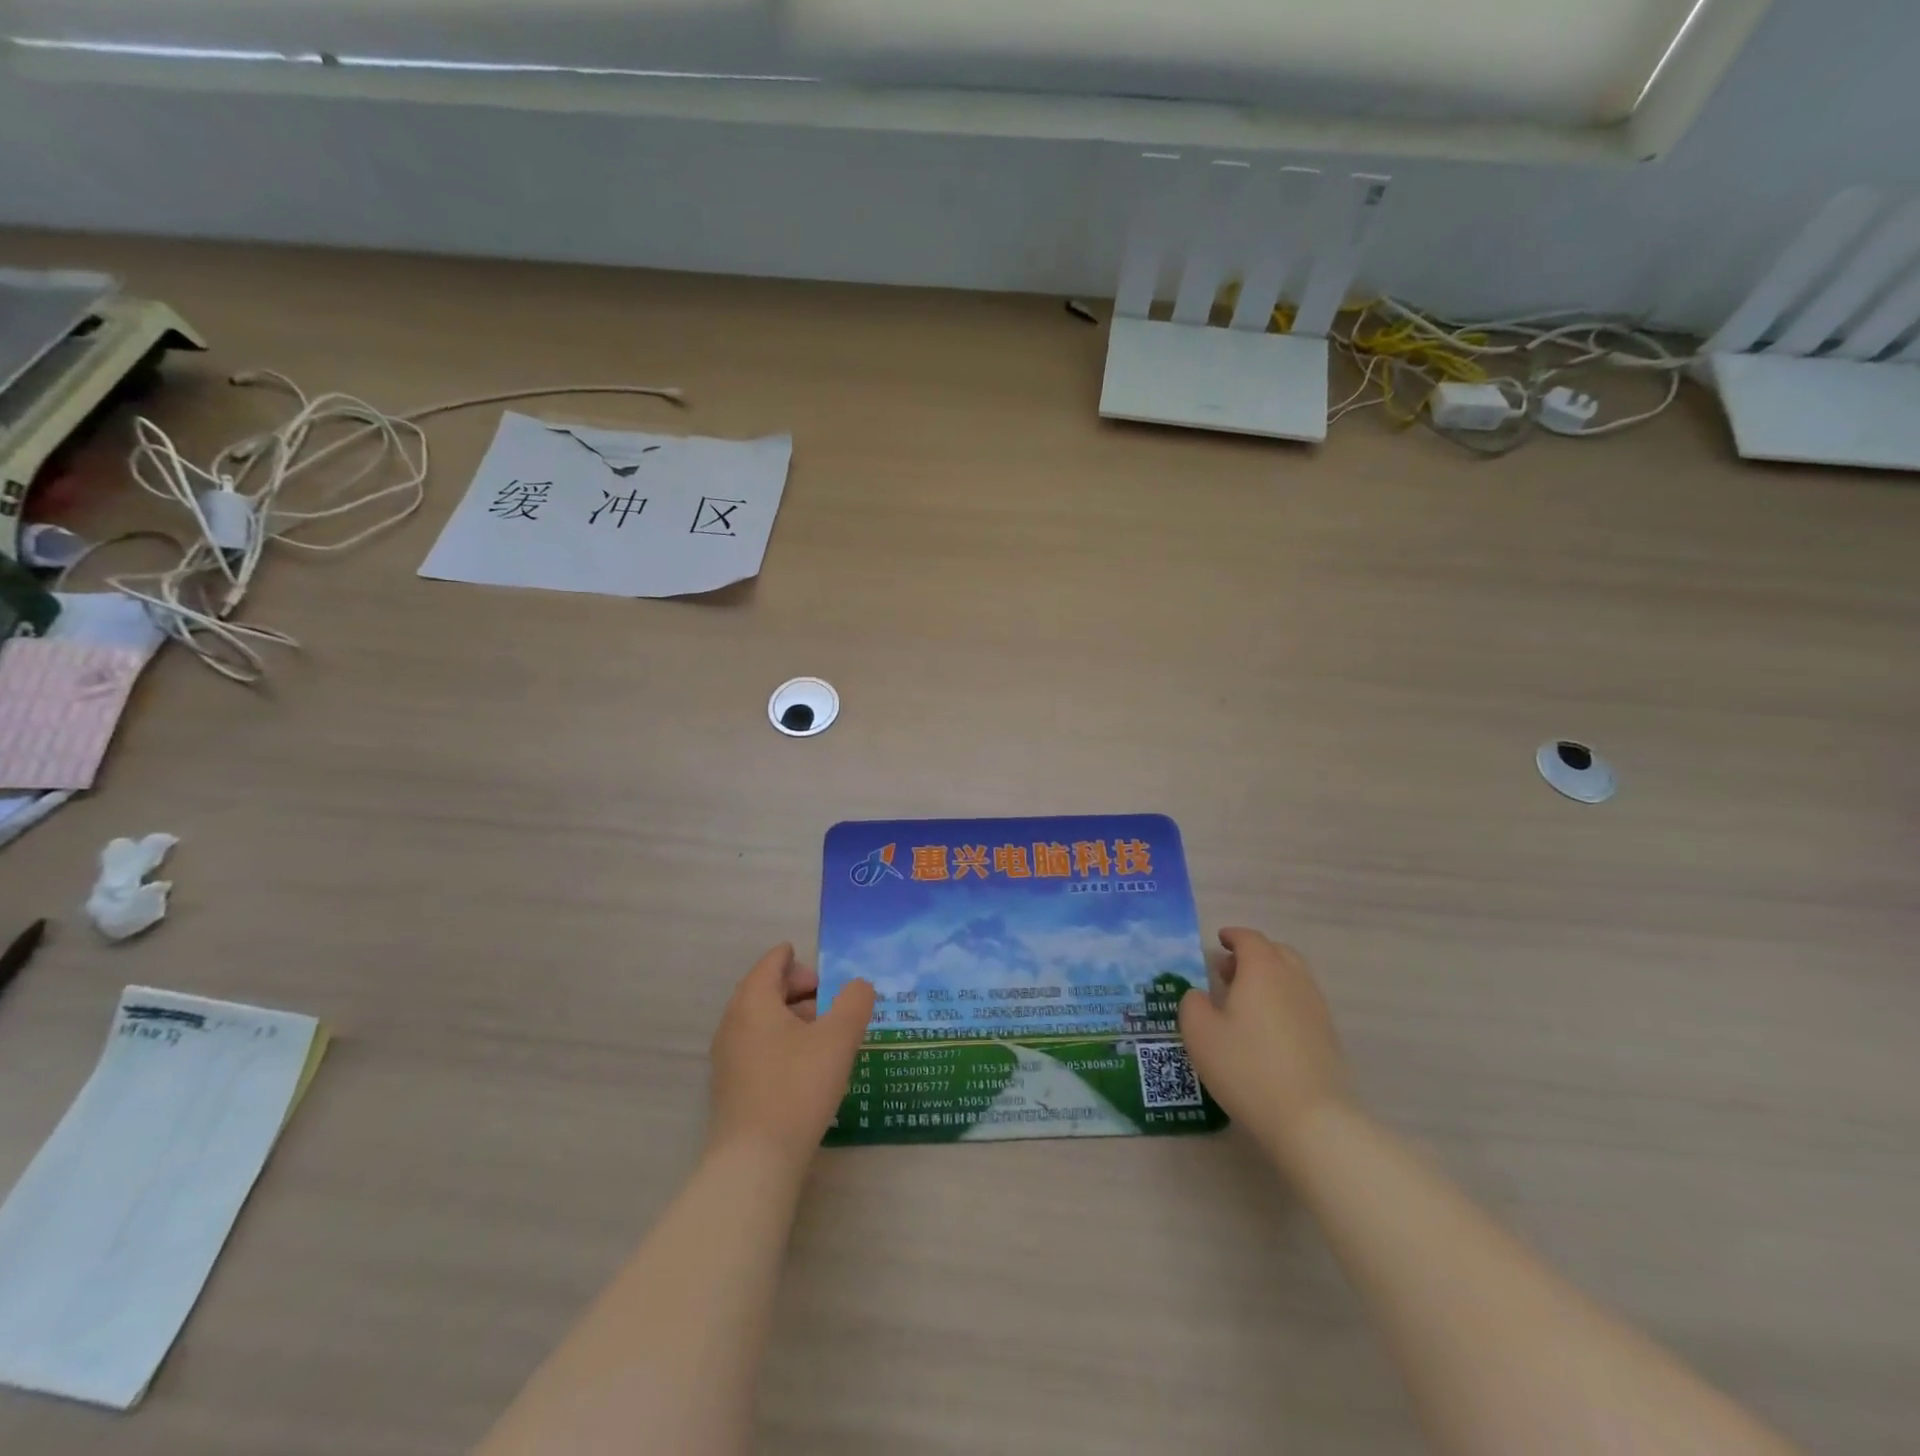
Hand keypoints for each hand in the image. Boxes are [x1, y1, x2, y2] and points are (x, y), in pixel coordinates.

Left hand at [708, 944, 875, 1170]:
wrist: (755, 1161)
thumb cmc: (798, 1087)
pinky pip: (756, 1045)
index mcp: (754, 1003)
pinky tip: (805, 1061)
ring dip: (790, 1015)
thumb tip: (859, 985)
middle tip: (826, 995)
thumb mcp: (839, 1039)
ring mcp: (728, 1058)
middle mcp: (733, 1024)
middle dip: (794, 987)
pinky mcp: (731, 1087)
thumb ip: (855, 1002)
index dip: (789, 957)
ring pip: (760, 1020)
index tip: (806, 955)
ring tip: (823, 1029)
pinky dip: (780, 1039)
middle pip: (762, 991)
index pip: (769, 965)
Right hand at [1178, 928, 1352, 1161]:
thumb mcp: (1200, 1033)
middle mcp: (1294, 980)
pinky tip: (1267, 1029)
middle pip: (1277, 953)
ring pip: (1294, 978)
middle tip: (1229, 971)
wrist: (1311, 1119)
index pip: (1250, 939)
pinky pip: (1303, 1004)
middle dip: (1253, 954)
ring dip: (1270, 978)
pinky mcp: (1329, 1038)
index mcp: (1262, 970)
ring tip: (1247, 1001)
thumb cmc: (1246, 1067)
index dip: (1233, 936)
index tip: (1220, 941)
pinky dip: (1284, 1002)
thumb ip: (1193, 1004)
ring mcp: (1317, 1009)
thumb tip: (1200, 996)